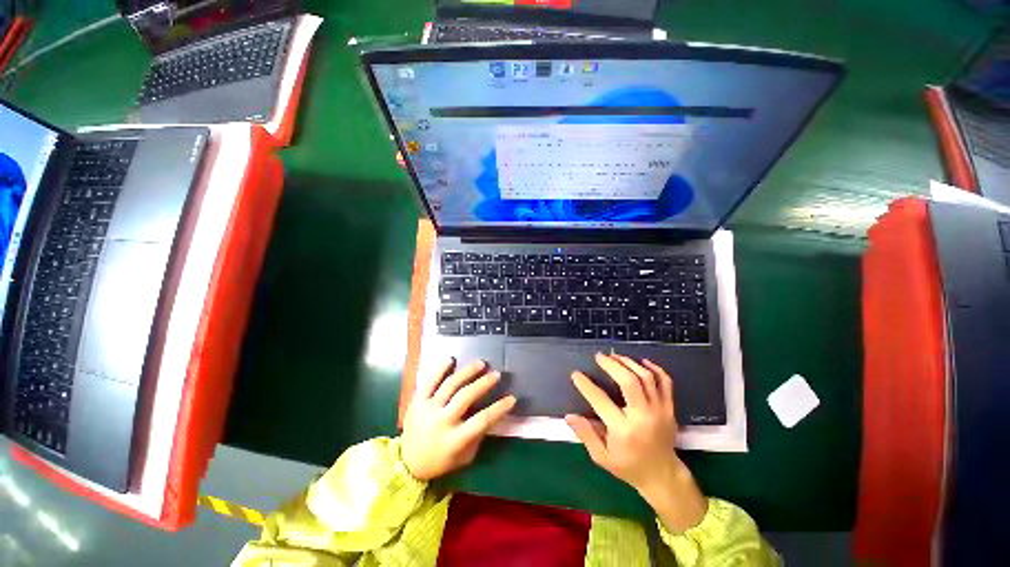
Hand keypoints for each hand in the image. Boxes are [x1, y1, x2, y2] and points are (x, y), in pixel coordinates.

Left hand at [401, 358, 515, 480]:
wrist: (407, 463)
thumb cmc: (441, 461)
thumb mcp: (464, 456)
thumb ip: (478, 436)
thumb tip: (494, 414)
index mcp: (454, 440)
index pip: (481, 420)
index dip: (499, 408)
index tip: (512, 398)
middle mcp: (441, 421)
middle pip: (465, 397)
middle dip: (483, 383)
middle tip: (496, 374)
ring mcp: (427, 409)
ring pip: (449, 385)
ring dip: (467, 372)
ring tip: (481, 363)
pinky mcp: (417, 401)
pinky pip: (429, 381)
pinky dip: (440, 368)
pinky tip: (451, 359)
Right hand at [565, 353, 706, 532]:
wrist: (663, 476)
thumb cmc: (628, 467)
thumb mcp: (602, 457)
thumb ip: (586, 434)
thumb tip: (569, 416)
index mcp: (624, 430)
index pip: (600, 400)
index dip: (586, 385)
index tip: (576, 374)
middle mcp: (643, 417)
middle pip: (629, 381)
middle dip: (612, 365)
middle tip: (599, 356)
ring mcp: (660, 411)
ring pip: (646, 378)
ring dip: (629, 363)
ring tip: (615, 356)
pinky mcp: (670, 409)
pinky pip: (665, 382)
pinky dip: (655, 368)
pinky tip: (641, 361)